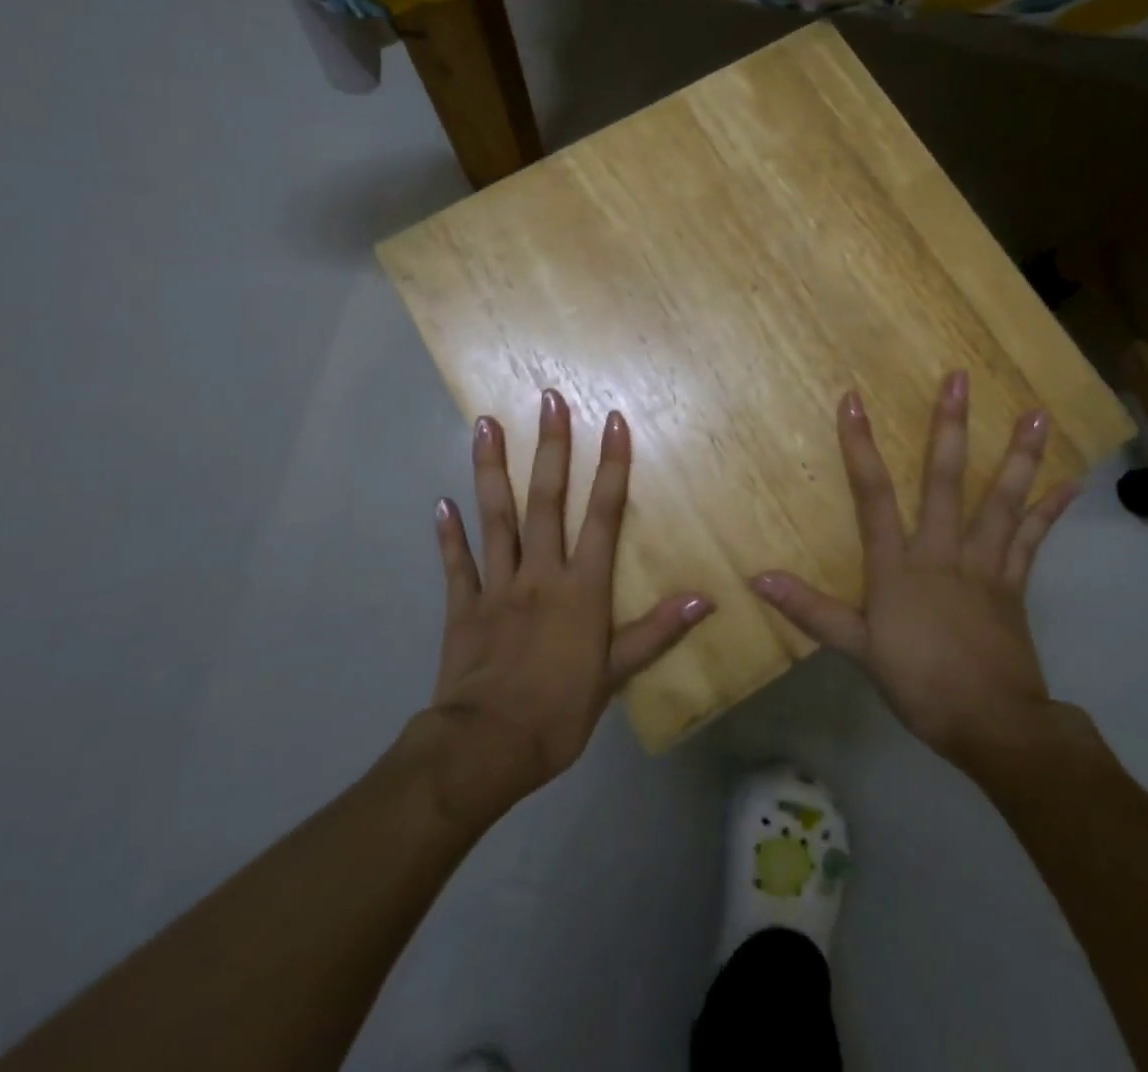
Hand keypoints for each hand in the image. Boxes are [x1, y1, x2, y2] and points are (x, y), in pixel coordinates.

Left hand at [422, 390, 714, 821]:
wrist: (486, 748)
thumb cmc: (559, 712)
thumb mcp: (615, 675)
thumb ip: (656, 631)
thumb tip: (705, 598)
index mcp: (581, 588)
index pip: (603, 515)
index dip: (612, 467)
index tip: (613, 421)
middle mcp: (540, 573)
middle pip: (547, 500)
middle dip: (551, 448)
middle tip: (547, 399)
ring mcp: (497, 585)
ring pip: (496, 517)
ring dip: (492, 469)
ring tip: (485, 425)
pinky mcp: (463, 606)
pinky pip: (456, 564)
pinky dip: (448, 534)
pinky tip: (441, 502)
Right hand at [750, 370, 1076, 772]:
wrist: (992, 725)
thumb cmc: (918, 683)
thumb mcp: (855, 647)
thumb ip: (809, 609)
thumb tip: (757, 577)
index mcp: (898, 566)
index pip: (872, 495)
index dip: (860, 446)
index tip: (853, 400)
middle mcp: (942, 552)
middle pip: (944, 481)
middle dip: (948, 428)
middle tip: (960, 379)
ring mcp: (984, 565)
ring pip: (1000, 501)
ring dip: (1017, 456)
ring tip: (1036, 415)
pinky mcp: (1014, 584)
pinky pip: (1032, 540)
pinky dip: (1049, 510)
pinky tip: (1069, 482)